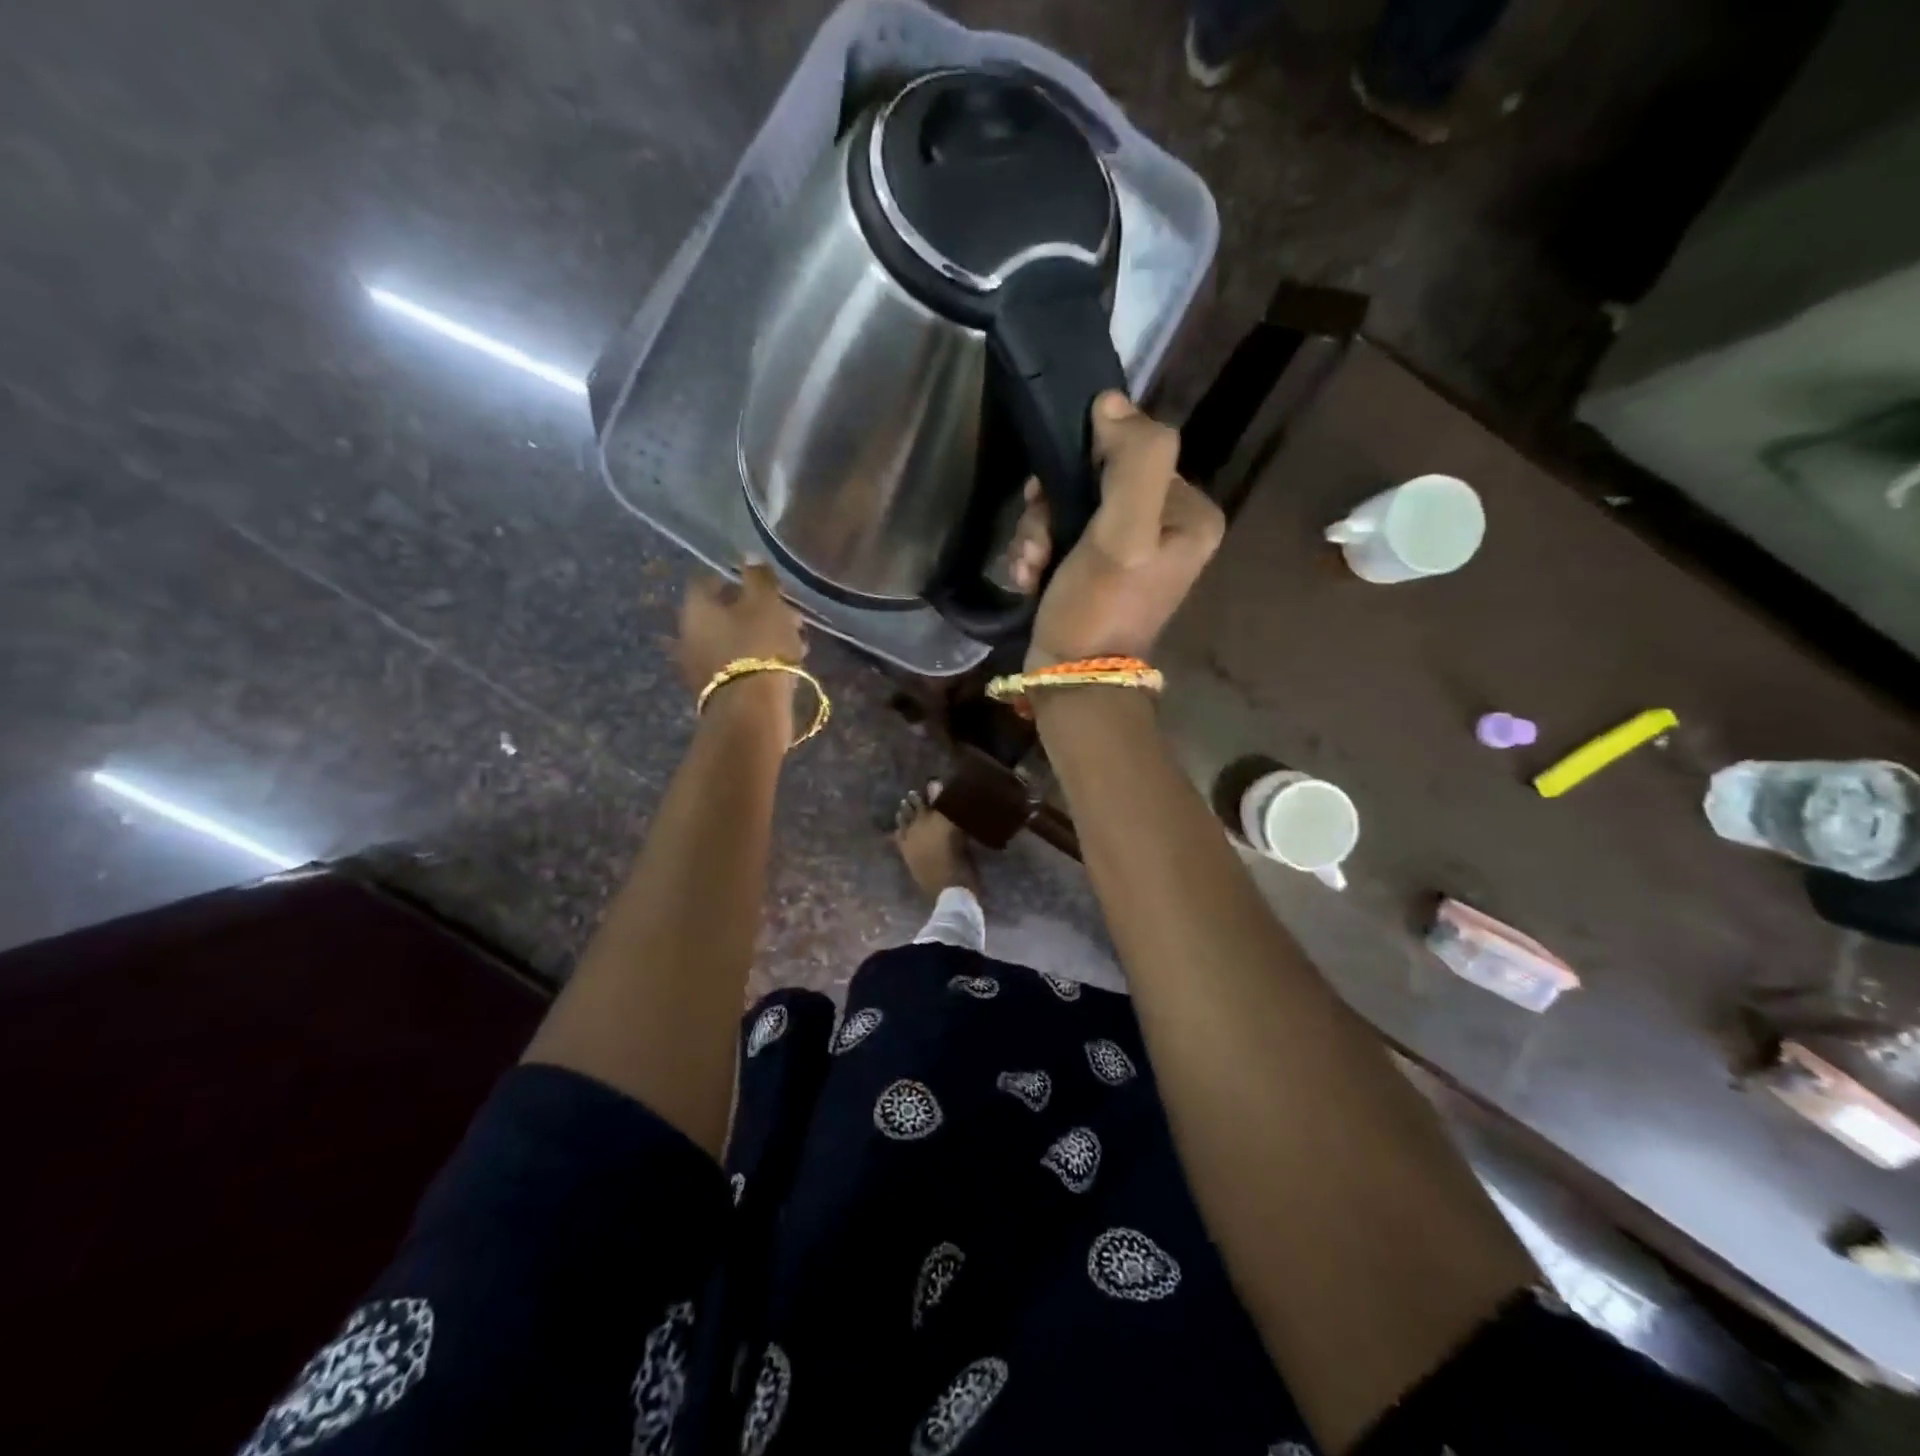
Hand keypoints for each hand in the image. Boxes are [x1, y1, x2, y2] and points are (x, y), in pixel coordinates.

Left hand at [677, 563, 807, 732]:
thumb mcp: (765, 603)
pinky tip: (786, 663)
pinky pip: (739, 664)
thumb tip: (748, 556)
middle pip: (722, 613)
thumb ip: (758, 577)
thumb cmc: (758, 646)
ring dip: (760, 637)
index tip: (761, 583)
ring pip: (733, 640)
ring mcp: (701, 666)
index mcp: (696, 608)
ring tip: (795, 640)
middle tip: (787, 614)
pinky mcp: (718, 691)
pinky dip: (759, 659)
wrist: (752, 711)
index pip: (708, 581)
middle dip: (754, 611)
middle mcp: (689, 635)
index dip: (734, 578)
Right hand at [1009, 392, 1224, 669]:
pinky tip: (1028, 578)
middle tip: (1039, 545)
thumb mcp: (1124, 531)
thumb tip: (1111, 403)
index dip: (1083, 466)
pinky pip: (1062, 537)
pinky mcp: (1099, 571)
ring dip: (1037, 533)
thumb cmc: (1100, 606)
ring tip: (1030, 567)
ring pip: (1071, 508)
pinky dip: (1038, 553)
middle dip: (1052, 509)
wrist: (1072, 680)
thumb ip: (1134, 459)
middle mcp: (1167, 528)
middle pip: (1096, 480)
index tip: (1050, 499)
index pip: (1132, 452)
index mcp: (1190, 513)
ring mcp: (1132, 552)